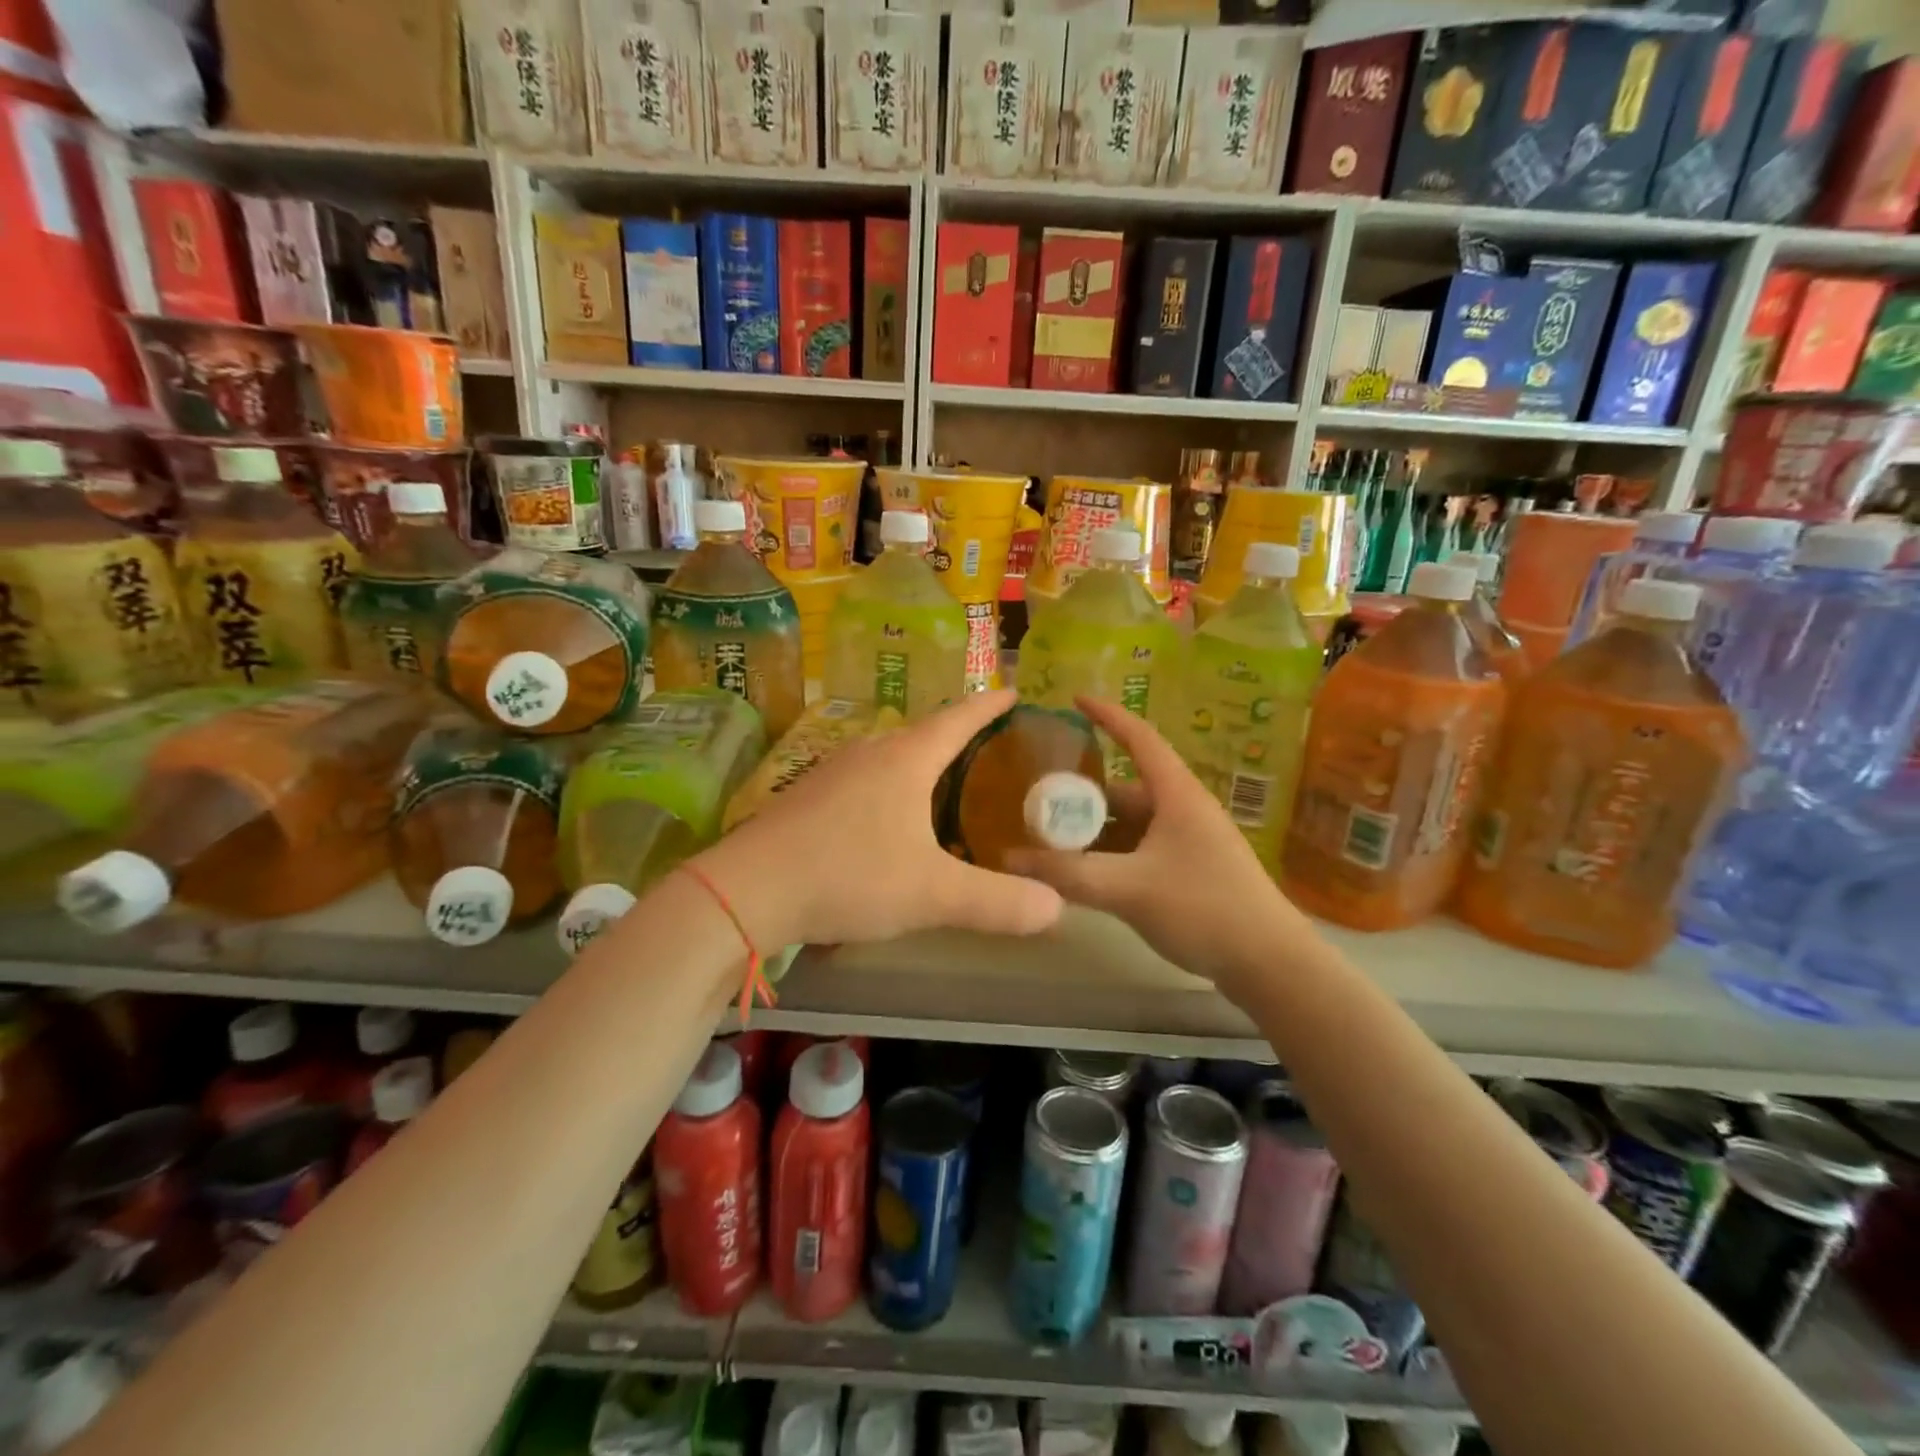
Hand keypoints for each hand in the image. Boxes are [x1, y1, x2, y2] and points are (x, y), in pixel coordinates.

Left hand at [693, 690, 1064, 949]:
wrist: (747, 891)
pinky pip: (862, 781)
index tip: (1014, 692)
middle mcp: (868, 754)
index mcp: (904, 760)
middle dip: (956, 735)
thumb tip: (1057, 908)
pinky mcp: (806, 798)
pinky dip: (888, 788)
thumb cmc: (848, 875)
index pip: (958, 719)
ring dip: (919, 762)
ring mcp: (831, 773)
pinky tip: (886, 818)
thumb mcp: (932, 894)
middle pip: (922, 733)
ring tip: (943, 781)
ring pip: (888, 757)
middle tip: (988, 747)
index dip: (989, 706)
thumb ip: (997, 902)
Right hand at [1006, 697, 1318, 997]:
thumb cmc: (1203, 908)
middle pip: (1126, 789)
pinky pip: (1141, 849)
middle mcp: (1183, 810)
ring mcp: (1189, 842)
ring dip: (1096, 830)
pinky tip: (1086, 875)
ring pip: (1132, 824)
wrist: (1269, 964)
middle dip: (1084, 795)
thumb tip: (1009, 858)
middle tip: (1040, 804)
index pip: (1139, 738)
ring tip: (1053, 842)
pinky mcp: (1191, 870)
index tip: (1074, 700)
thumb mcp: (1128, 888)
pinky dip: (1112, 855)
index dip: (1107, 716)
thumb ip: (1067, 874)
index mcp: (1176, 795)